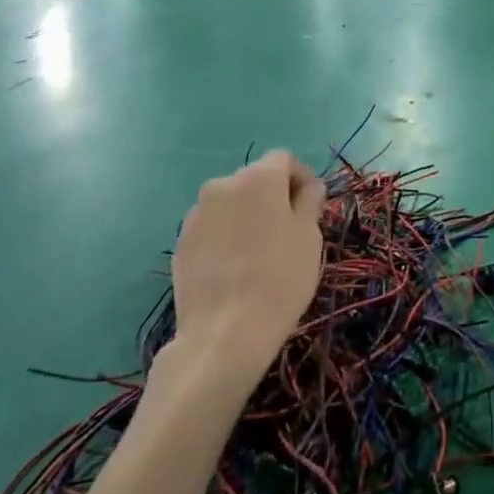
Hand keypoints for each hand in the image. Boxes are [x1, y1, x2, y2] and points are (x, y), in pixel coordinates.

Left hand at [167, 152, 324, 378]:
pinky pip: (212, 228)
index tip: (312, 206)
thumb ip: (309, 202)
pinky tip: (235, 268)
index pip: (284, 160)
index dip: (301, 178)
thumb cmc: (280, 278)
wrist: (225, 333)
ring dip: (247, 216)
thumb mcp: (309, 237)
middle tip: (288, 230)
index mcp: (258, 178)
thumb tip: (309, 187)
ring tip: (259, 252)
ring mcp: (196, 215)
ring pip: (231, 204)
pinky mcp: (181, 243)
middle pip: (254, 180)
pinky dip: (226, 237)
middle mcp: (222, 186)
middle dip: (273, 196)